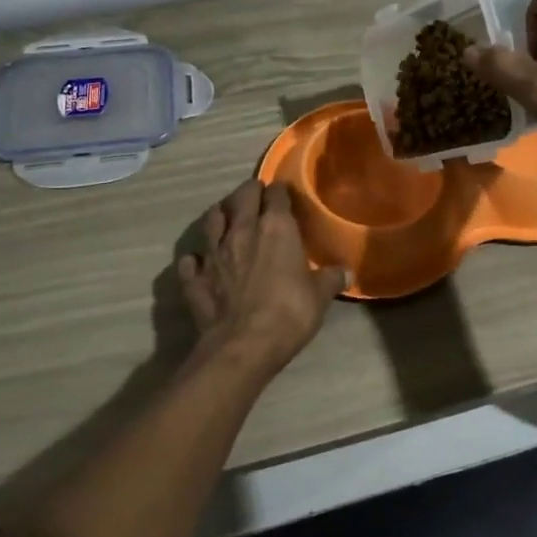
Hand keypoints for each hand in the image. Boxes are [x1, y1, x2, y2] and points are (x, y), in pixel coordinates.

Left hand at [177, 179, 344, 372]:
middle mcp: (241, 230)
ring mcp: (213, 252)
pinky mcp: (194, 278)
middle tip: (257, 197)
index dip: (281, 191)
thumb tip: (347, 273)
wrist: (243, 345)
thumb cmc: (289, 312)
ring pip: (211, 220)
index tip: (285, 195)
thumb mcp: (320, 296)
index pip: (276, 194)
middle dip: (250, 192)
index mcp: (275, 227)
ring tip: (226, 218)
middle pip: (242, 196)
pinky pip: (190, 260)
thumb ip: (331, 278)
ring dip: (219, 215)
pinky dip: (195, 259)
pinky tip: (199, 262)